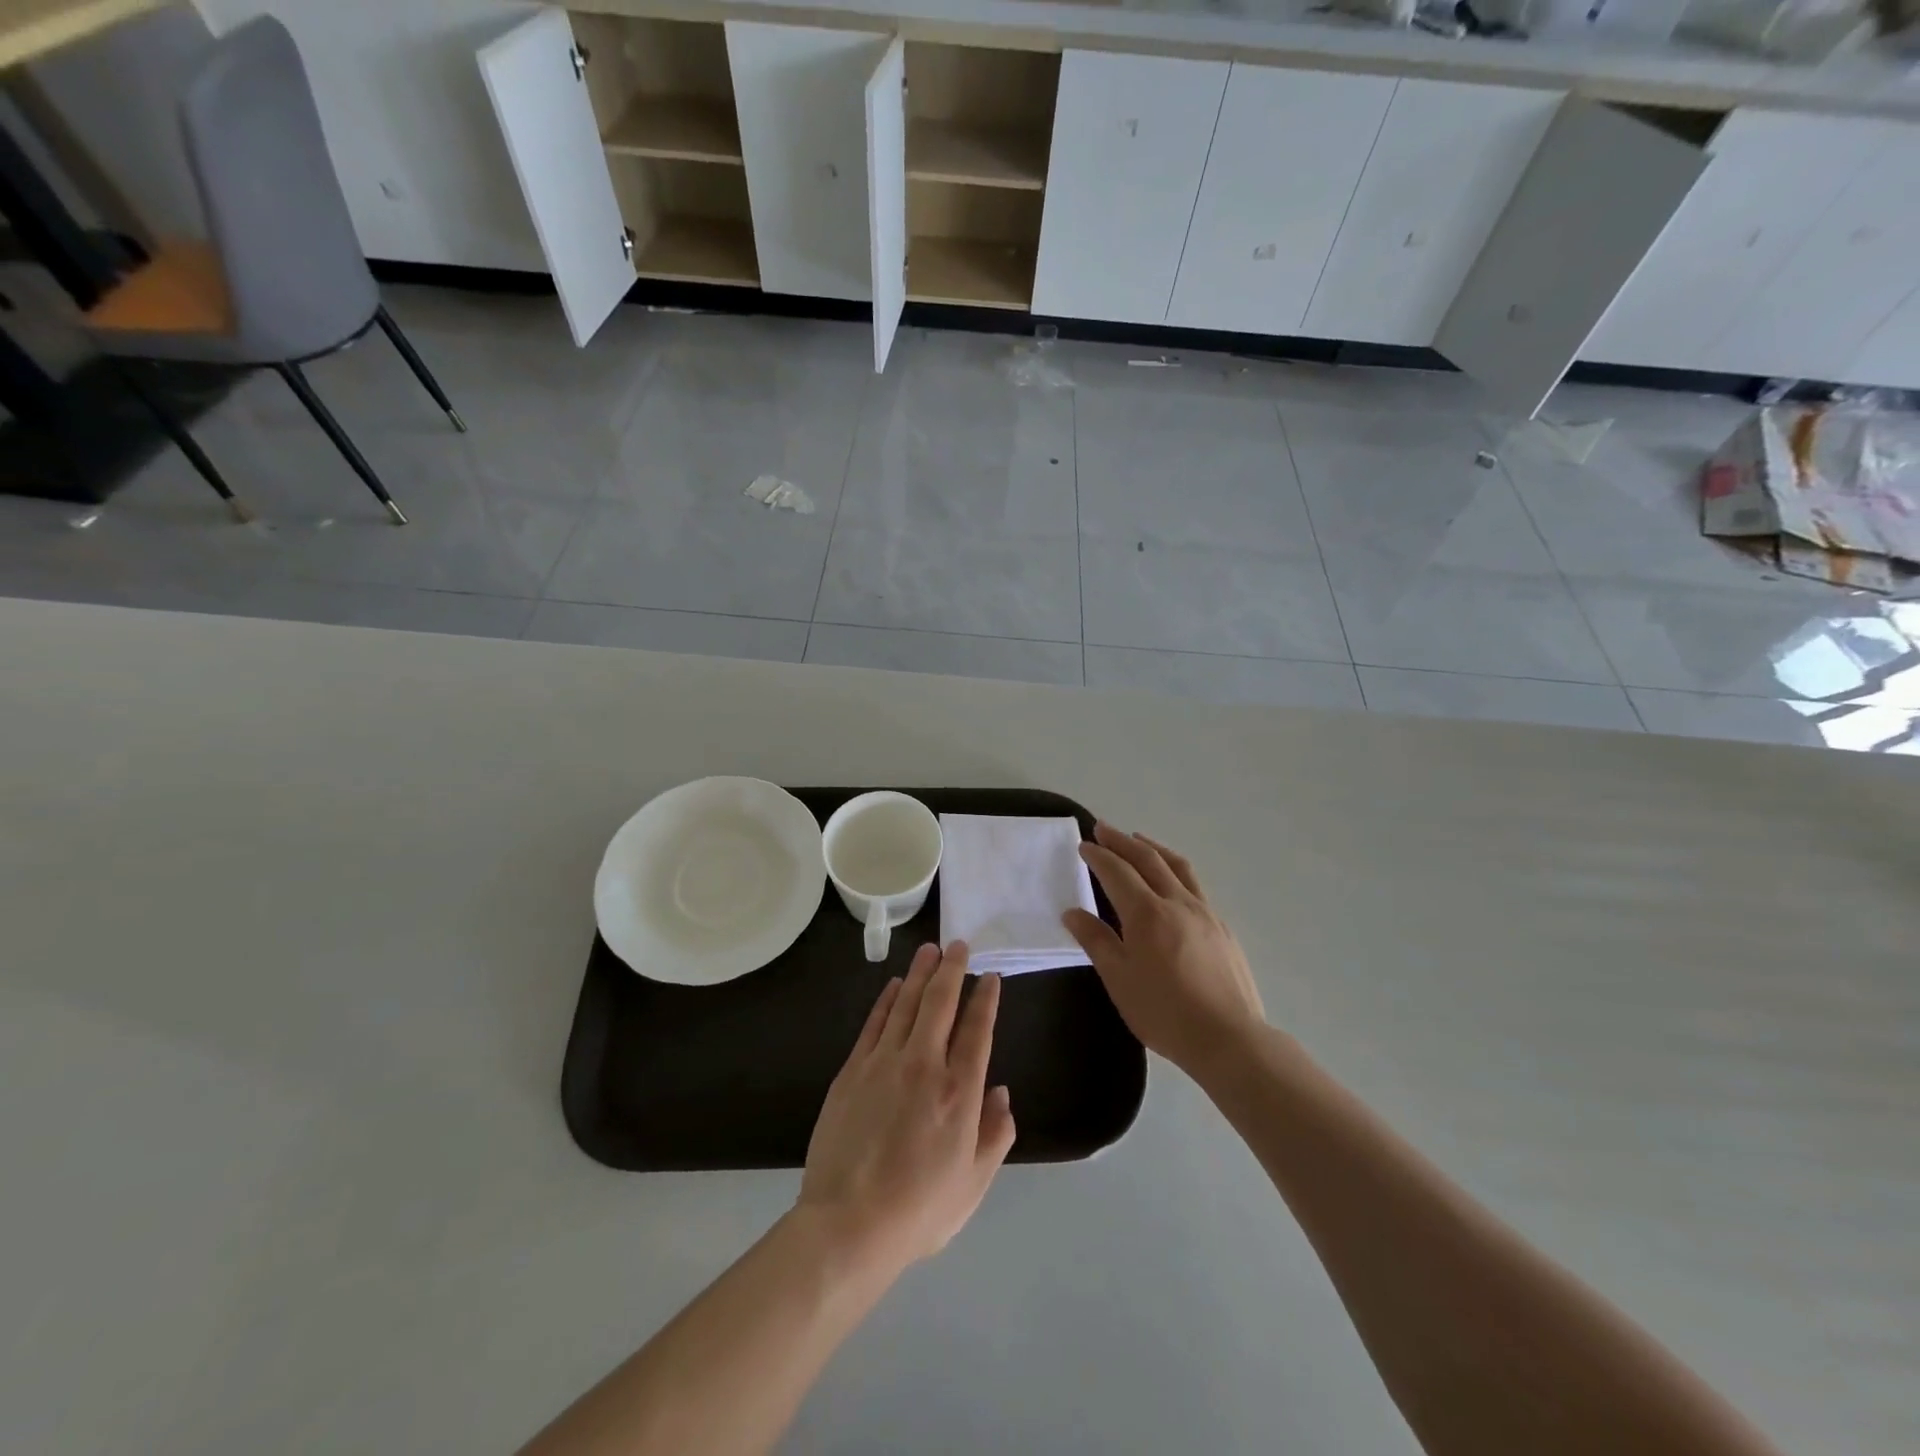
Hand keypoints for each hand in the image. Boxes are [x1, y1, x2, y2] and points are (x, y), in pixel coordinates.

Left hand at [798, 942, 1015, 1273]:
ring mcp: (885, 1062)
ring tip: (930, 950)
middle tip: (959, 945)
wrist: (849, 1224)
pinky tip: (895, 985)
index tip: (990, 977)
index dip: (986, 999)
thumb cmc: (919, 1209)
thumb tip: (1001, 1091)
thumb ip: (995, 1134)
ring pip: (907, 1003)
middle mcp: (925, 1065)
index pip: (977, 1030)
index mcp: (960, 1092)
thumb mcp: (974, 1183)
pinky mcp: (853, 1069)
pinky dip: (888, 999)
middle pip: (941, 1002)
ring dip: (920, 973)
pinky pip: (875, 1022)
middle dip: (953, 969)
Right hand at [1062, 822, 1265, 1075]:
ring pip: (1177, 866)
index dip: (1098, 856)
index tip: (1083, 844)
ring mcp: (1205, 912)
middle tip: (1103, 828)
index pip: (1117, 872)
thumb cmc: (1164, 1012)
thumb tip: (1073, 913)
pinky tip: (1172, 882)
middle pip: (1148, 859)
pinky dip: (1175, 870)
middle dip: (1122, 841)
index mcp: (1147, 913)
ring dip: (1153, 848)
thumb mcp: (1119, 979)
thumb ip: (1096, 941)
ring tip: (1139, 840)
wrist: (1229, 1038)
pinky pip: (1194, 885)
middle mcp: (1177, 902)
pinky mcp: (1222, 927)